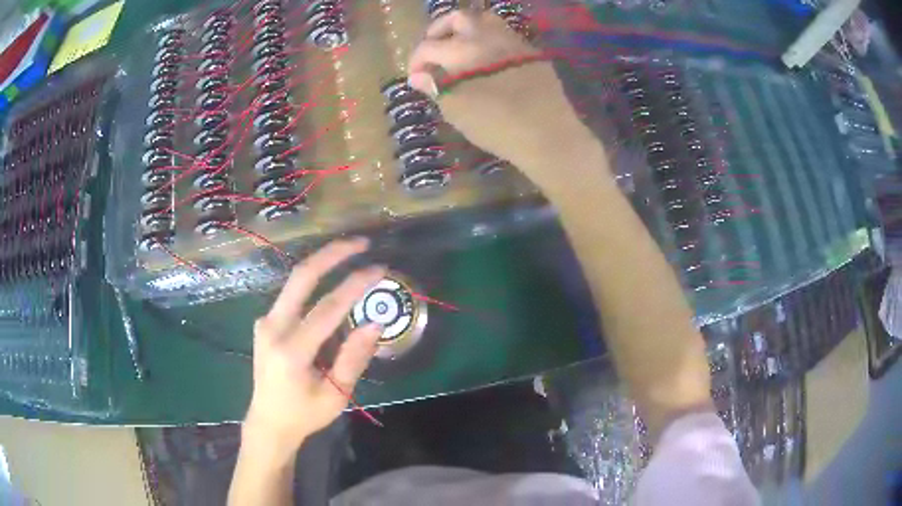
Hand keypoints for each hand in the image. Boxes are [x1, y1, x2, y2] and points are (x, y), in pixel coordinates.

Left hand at [244, 238, 385, 449]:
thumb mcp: (336, 395)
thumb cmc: (305, 413)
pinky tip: (332, 282)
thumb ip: (354, 357)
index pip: (327, 308)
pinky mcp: (265, 322)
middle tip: (362, 242)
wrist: (268, 421)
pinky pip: (292, 295)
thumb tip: (375, 322)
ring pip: (295, 282)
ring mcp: (265, 322)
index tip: (380, 268)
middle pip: (301, 277)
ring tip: (352, 255)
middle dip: (332, 253)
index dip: (355, 284)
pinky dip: (314, 283)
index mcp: (291, 351)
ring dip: (323, 264)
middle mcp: (272, 328)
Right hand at [408, 10, 599, 189]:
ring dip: (467, 29)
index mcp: (464, 50)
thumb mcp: (457, 111)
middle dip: (439, 30)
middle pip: (457, 18)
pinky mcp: (533, 53)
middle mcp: (488, 36)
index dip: (415, 60)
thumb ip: (435, 87)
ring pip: (486, 19)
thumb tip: (417, 76)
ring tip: (460, 48)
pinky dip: (490, 41)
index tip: (414, 75)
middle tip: (433, 49)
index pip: (429, 46)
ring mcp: (514, 41)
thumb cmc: (497, 126)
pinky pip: (507, 36)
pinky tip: (489, 60)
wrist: (548, 135)